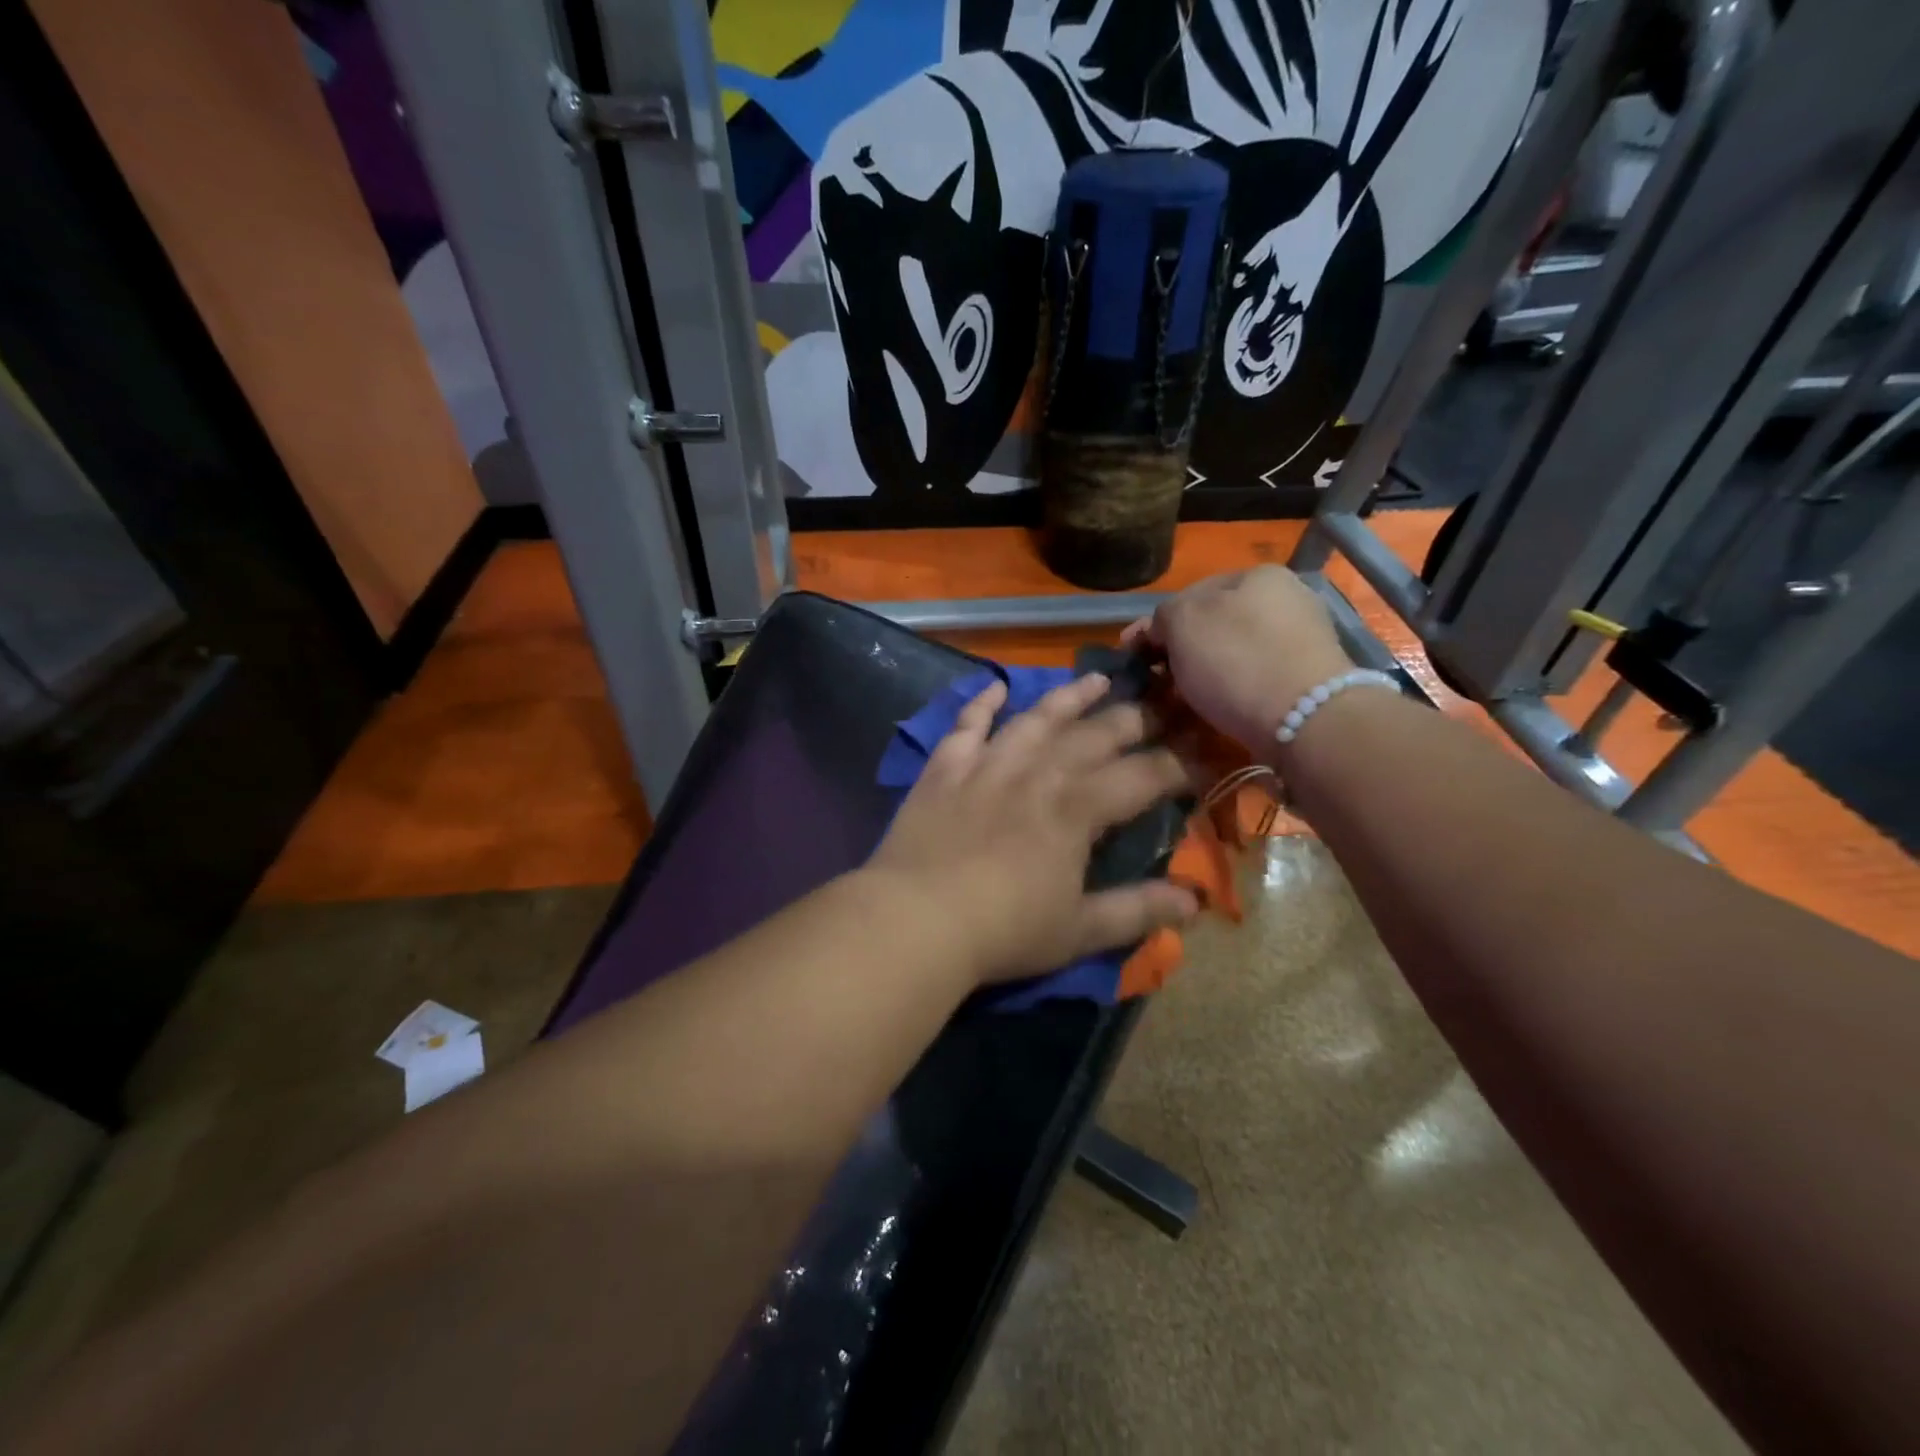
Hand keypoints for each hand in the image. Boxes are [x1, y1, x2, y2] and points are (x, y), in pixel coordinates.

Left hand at [865, 674, 1197, 985]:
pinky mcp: (945, 768)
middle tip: (1159, 706)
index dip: (1177, 765)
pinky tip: (995, 686)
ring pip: (1036, 719)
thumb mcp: (1079, 931)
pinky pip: (967, 725)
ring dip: (1069, 697)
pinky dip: (981, 703)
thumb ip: (1137, 912)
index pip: (1142, 776)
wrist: (916, 919)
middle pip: (1094, 736)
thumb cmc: (1004, 931)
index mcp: (1077, 809)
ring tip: (1096, 680)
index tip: (1200, 757)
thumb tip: (1194, 905)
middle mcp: (1038, 773)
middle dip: (1133, 720)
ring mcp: (988, 764)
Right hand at [1125, 566, 1354, 753]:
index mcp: (1258, 574)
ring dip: (1205, 672)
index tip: (1132, 655)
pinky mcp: (1309, 679)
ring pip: (1234, 652)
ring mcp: (1302, 639)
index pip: (1190, 593)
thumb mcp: (1182, 622)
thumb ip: (1163, 616)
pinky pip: (1255, 678)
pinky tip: (1217, 709)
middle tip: (1155, 681)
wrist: (1307, 720)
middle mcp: (1287, 598)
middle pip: (1215, 624)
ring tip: (1181, 700)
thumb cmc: (1237, 660)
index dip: (1156, 624)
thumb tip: (1160, 629)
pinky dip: (1232, 690)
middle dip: (1182, 650)